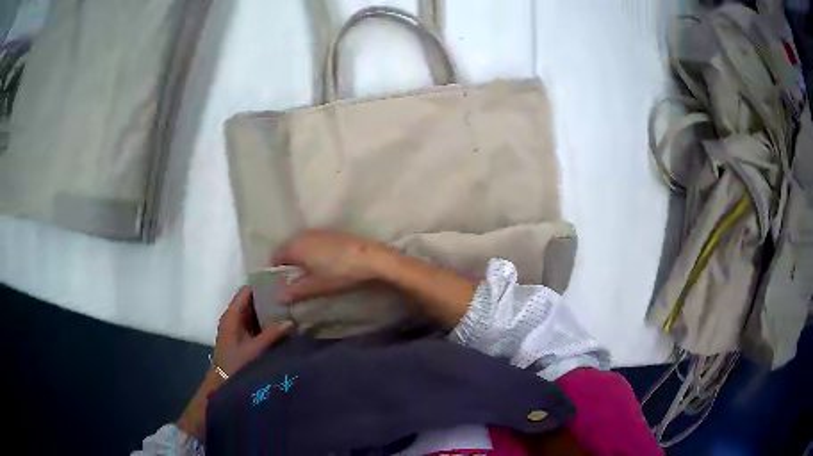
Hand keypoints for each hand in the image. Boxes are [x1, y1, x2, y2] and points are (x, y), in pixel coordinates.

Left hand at [213, 285, 293, 374]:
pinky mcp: (241, 336)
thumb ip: (272, 334)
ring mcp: (237, 327)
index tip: (281, 283)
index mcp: (232, 315)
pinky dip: (265, 321)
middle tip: (289, 297)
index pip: (246, 291)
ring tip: (289, 308)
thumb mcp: (255, 349)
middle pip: (251, 300)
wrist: (223, 382)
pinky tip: (280, 323)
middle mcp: (233, 317)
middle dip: (268, 298)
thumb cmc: (235, 363)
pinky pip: (254, 322)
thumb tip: (292, 321)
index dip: (262, 286)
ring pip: (254, 311)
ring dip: (268, 310)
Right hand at [271, 230, 389, 303]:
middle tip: (299, 283)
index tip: (285, 285)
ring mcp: (319, 231)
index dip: (277, 272)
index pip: (275, 256)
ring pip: (302, 246)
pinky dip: (315, 254)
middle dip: (290, 266)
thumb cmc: (339, 273)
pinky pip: (315, 243)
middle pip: (288, 250)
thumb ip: (295, 291)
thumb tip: (279, 297)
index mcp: (295, 245)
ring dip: (303, 260)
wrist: (371, 258)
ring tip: (313, 276)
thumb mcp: (316, 286)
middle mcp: (303, 234)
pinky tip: (326, 266)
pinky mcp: (333, 233)